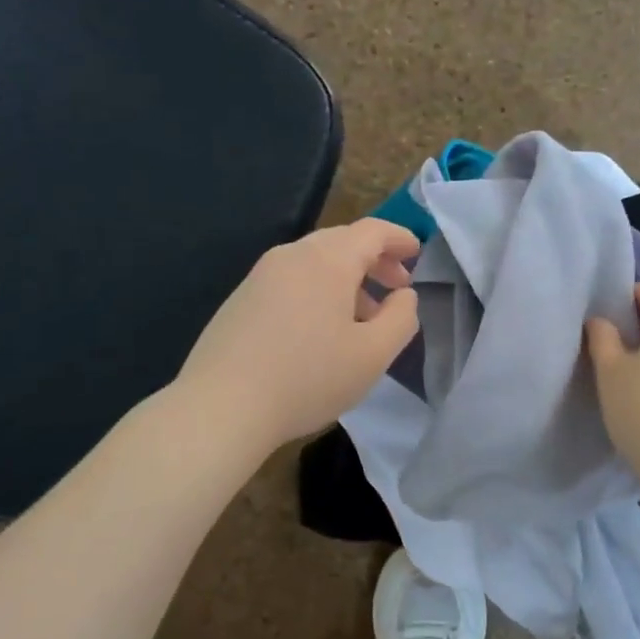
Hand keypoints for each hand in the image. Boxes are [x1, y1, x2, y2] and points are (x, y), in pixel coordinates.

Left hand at [177, 219, 421, 450]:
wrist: (221, 407)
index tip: (418, 253)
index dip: (400, 238)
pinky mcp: (241, 299)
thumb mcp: (373, 355)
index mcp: (327, 260)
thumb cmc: (308, 378)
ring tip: (363, 317)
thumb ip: (401, 318)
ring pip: (315, 263)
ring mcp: (261, 276)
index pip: (372, 231)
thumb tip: (403, 295)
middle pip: (342, 242)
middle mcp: (292, 256)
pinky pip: (292, 281)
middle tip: (397, 287)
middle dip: (375, 260)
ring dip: (347, 279)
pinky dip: (318, 291)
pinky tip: (321, 331)